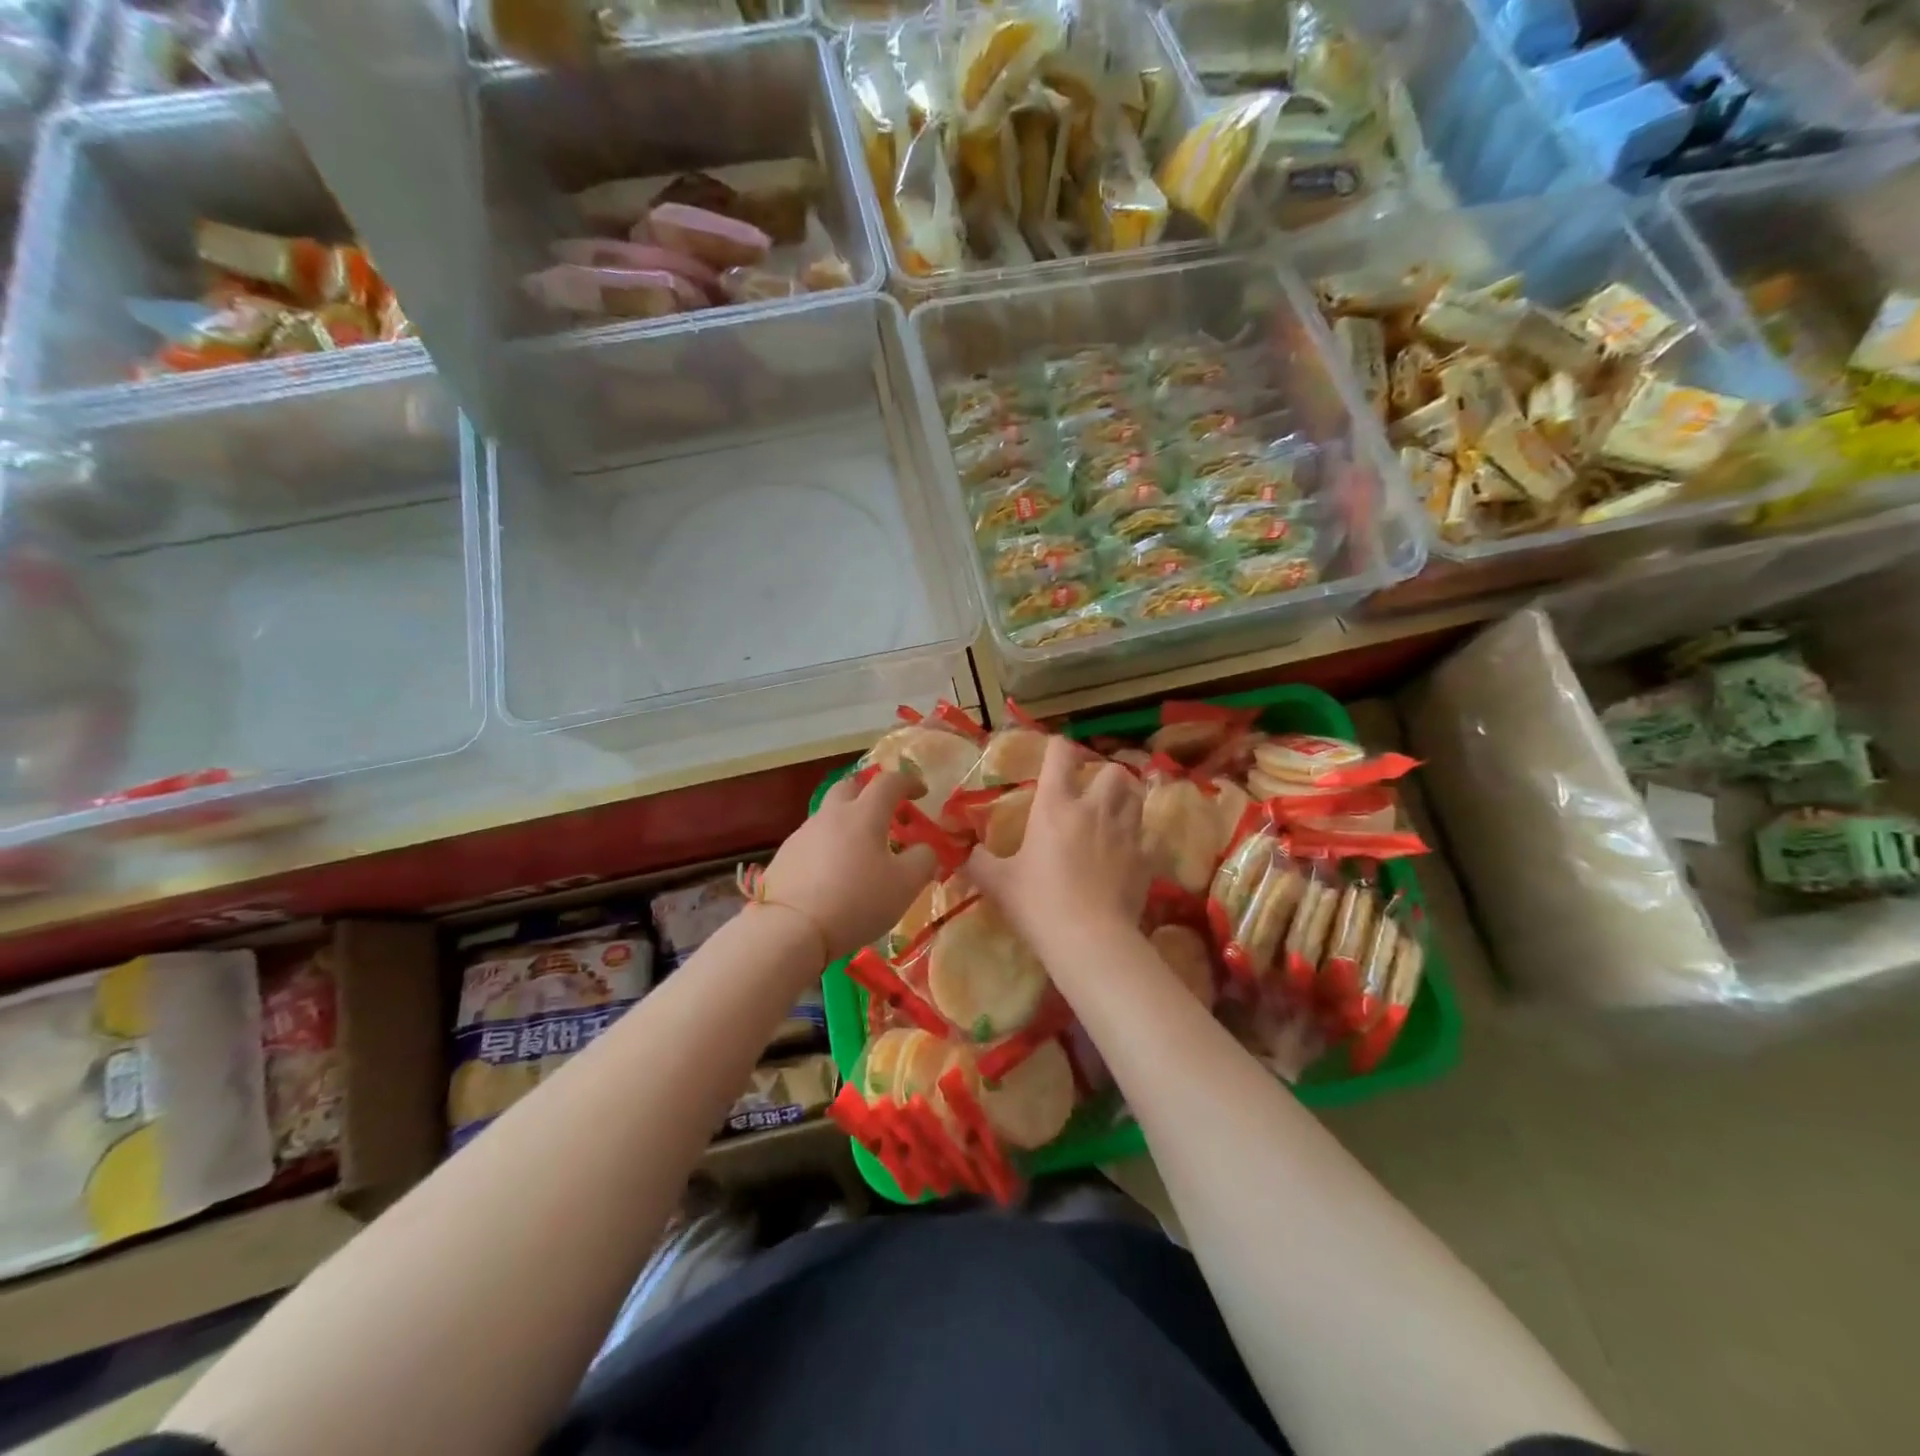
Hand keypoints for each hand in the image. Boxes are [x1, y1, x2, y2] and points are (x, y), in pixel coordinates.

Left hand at [758, 771, 938, 962]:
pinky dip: (828, 848)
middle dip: (869, 793)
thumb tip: (924, 849)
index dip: (908, 782)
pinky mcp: (784, 856)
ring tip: (860, 853)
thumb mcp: (906, 885)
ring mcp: (803, 834)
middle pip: (850, 787)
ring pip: (829, 816)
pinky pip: (813, 841)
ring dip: (848, 823)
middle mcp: (831, 815)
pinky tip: (833, 875)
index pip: (889, 782)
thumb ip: (923, 860)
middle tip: (885, 813)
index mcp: (864, 814)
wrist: (790, 929)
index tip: (921, 792)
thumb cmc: (856, 901)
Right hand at [966, 735, 1147, 957]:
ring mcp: (1126, 833)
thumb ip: (978, 862)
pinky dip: (1140, 840)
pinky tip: (1128, 854)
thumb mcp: (998, 883)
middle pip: (1113, 771)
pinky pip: (1149, 837)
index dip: (1057, 748)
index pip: (1060, 755)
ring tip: (1114, 815)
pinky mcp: (1146, 859)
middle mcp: (1094, 809)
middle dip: (1104, 775)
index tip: (1054, 754)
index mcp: (1055, 806)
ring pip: (1136, 797)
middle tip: (1092, 793)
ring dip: (1126, 800)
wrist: (1090, 940)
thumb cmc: (1038, 903)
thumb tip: (965, 852)